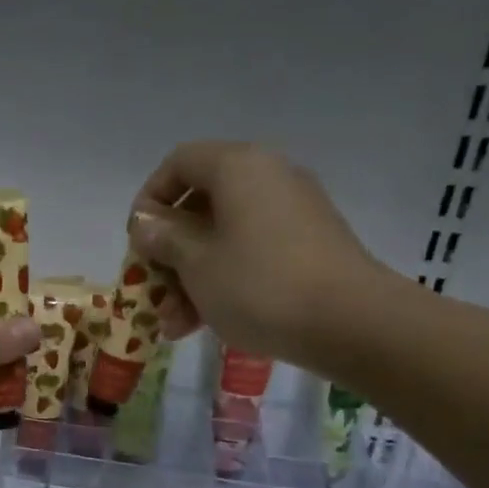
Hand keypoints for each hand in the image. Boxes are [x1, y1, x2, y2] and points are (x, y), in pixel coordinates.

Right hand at [128, 141, 401, 372]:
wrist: (350, 323)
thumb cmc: (258, 285)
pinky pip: (251, 254)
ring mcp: (292, 213)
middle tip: (153, 290)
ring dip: (191, 278)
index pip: (179, 163)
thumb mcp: (196, 262)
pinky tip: (205, 324)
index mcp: (238, 167)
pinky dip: (224, 281)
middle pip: (201, 204)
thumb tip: (146, 222)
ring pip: (224, 237)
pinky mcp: (308, 246)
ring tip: (175, 324)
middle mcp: (268, 178)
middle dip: (169, 252)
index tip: (138, 241)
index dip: (150, 199)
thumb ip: (164, 237)